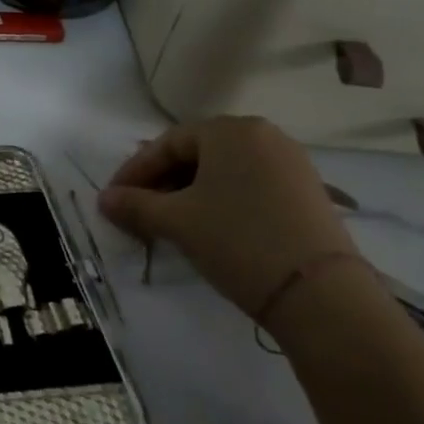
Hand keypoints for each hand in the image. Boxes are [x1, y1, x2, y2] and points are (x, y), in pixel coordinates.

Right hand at [97, 116, 355, 315]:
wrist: (320, 293)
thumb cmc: (237, 240)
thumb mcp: (177, 221)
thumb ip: (134, 205)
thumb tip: (104, 199)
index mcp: (230, 130)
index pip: (168, 143)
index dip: (134, 171)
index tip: (114, 199)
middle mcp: (263, 135)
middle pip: (197, 153)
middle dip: (162, 182)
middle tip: (139, 210)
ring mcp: (290, 163)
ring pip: (223, 171)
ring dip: (189, 193)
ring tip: (170, 222)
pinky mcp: (307, 192)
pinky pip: (249, 186)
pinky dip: (221, 201)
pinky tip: (209, 227)